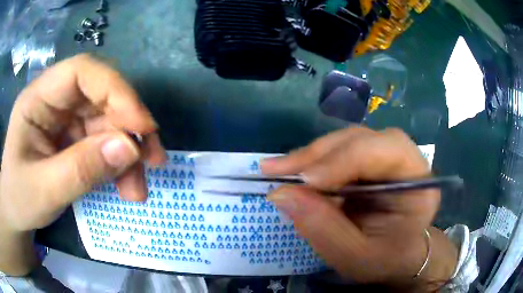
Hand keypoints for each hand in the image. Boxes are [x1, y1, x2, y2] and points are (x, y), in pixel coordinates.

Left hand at [0, 54, 165, 274]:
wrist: (15, 213)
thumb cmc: (18, 199)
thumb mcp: (44, 191)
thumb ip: (81, 170)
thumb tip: (130, 149)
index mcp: (38, 98)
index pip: (82, 72)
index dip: (115, 90)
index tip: (143, 126)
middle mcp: (55, 100)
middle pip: (101, 98)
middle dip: (129, 129)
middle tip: (152, 162)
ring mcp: (66, 118)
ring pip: (108, 123)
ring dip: (128, 155)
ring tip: (137, 190)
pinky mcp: (74, 138)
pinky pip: (104, 143)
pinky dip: (120, 165)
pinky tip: (126, 187)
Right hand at [262, 127, 456, 289]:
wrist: (395, 256)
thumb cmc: (384, 259)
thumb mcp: (354, 256)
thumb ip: (322, 228)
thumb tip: (280, 193)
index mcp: (418, 183)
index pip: (387, 150)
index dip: (344, 159)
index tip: (305, 180)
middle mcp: (406, 160)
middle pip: (363, 139)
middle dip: (320, 153)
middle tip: (278, 169)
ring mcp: (386, 158)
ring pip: (347, 140)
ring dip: (312, 154)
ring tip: (280, 169)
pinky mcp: (369, 162)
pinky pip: (339, 151)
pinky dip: (314, 160)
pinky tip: (295, 171)